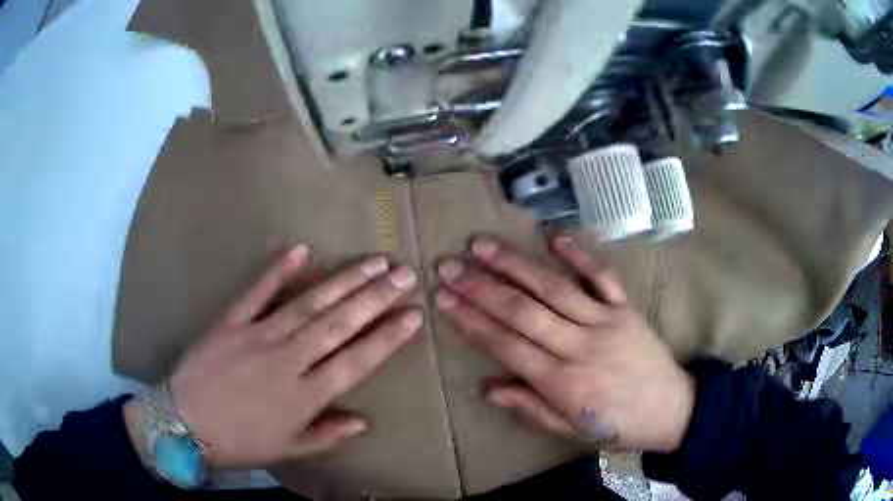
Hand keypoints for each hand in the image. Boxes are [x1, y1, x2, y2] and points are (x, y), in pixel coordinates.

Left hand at [126, 245, 421, 468]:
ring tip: (374, 262)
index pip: (357, 360)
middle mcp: (288, 360)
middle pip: (339, 324)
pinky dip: (278, 270)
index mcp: (305, 396)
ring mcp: (258, 335)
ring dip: (344, 281)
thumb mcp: (287, 450)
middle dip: (376, 297)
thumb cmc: (239, 442)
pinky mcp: (231, 321)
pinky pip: (257, 292)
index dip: (388, 337)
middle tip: (404, 274)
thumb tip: (363, 420)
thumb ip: (326, 435)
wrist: (183, 424)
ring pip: (310, 303)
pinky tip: (302, 250)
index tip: (414, 315)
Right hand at [436, 235, 694, 452]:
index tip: (443, 299)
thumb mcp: (569, 430)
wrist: (672, 409)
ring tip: (482, 245)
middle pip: (523, 311)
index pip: (507, 345)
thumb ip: (529, 407)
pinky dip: (579, 254)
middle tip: (449, 266)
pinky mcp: (626, 308)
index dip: (472, 321)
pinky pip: (602, 276)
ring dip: (516, 265)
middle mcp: (580, 346)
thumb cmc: (616, 425)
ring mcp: (606, 321)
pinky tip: (552, 235)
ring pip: (554, 288)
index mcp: (563, 382)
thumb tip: (487, 388)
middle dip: (481, 287)